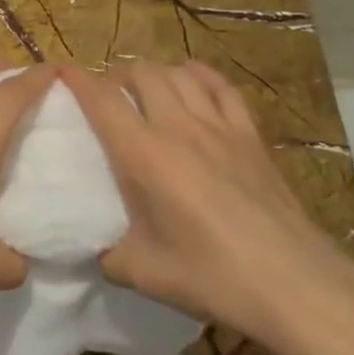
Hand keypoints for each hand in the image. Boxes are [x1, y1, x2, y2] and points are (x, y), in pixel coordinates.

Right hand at [60, 63, 353, 346]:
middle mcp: (177, 127)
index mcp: (142, 155)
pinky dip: (200, 76)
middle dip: (117, 75)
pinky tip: (192, 80)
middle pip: (141, 74)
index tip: (61, 72)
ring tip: (145, 89)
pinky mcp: (250, 136)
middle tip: (107, 95)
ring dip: (155, 73)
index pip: (102, 100)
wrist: (292, 282)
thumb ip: (109, 254)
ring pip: (179, 74)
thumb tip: (98, 249)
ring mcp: (218, 127)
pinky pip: (221, 87)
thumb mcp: (141, 273)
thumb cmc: (210, 275)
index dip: (77, 79)